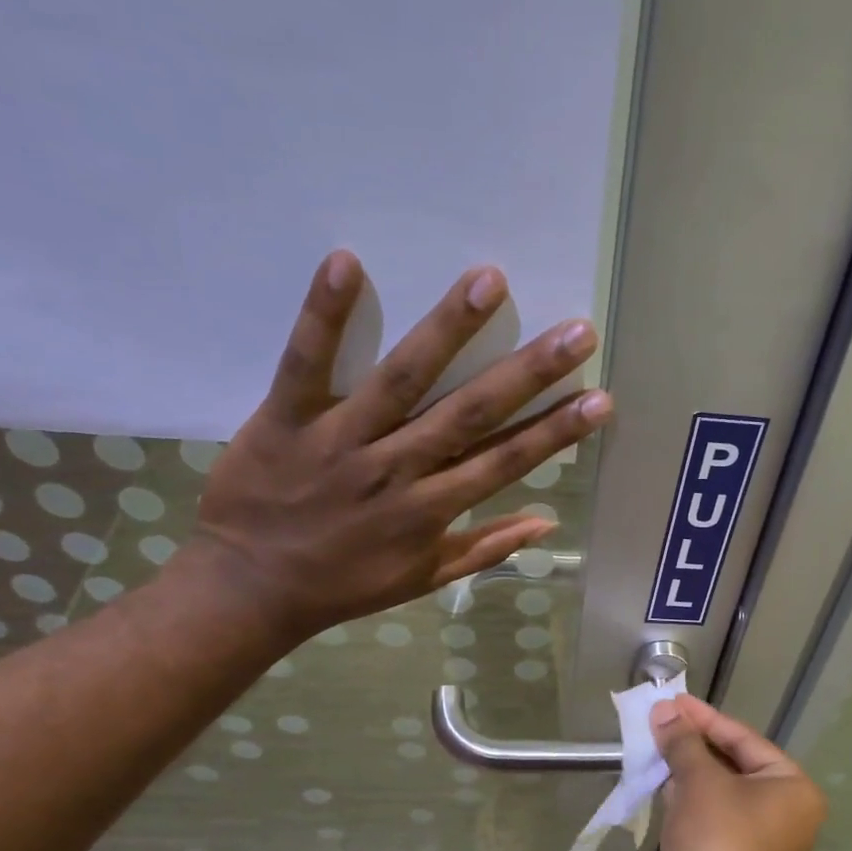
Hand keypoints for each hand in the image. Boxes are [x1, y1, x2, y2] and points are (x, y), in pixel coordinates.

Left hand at [177, 251, 611, 644]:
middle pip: (471, 414)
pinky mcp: (285, 418)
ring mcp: (341, 440)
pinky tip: (347, 262)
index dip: (555, 432)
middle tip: (578, 331)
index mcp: (431, 510)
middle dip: (528, 372)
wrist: (252, 588)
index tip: (599, 399)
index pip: (505, 462)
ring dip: (447, 329)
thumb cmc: (344, 585)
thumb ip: (484, 549)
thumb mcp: (423, 579)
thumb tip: (545, 523)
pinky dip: (325, 315)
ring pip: (402, 379)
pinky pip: (306, 362)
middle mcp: (397, 469)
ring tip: (490, 281)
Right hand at [648, 696, 826, 850]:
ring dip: (684, 770)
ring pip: (714, 791)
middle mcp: (779, 810)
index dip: (704, 718)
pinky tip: (656, 783)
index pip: (743, 739)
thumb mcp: (700, 784)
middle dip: (691, 743)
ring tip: (651, 744)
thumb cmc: (719, 843)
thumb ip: (682, 744)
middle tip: (657, 720)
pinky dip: (682, 800)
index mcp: (789, 787)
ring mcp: (752, 837)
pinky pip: (704, 817)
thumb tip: (665, 710)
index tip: (673, 700)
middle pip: (730, 763)